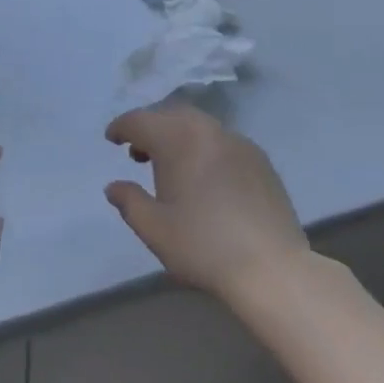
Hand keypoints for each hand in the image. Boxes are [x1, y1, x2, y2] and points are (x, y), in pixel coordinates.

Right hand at [105, 104, 309, 305]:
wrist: (271, 267)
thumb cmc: (204, 246)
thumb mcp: (155, 229)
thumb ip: (129, 202)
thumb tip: (114, 186)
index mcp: (177, 139)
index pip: (141, 120)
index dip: (122, 127)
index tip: (112, 138)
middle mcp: (207, 129)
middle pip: (171, 115)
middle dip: (152, 129)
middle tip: (139, 154)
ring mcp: (238, 141)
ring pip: (199, 126)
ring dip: (179, 137)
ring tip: (172, 168)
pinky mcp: (260, 159)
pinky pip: (222, 142)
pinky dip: (205, 149)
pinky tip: (207, 179)